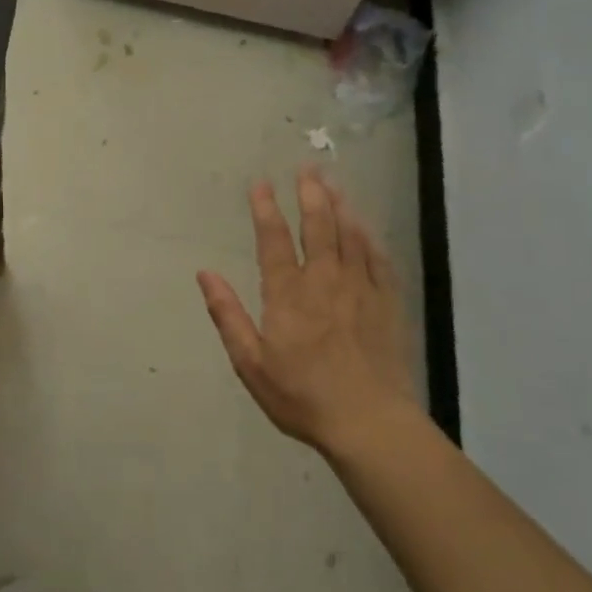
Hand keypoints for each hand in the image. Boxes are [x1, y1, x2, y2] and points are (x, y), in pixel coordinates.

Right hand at [197, 165, 417, 458]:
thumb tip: (204, 273)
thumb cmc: (302, 396)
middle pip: (318, 227)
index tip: (260, 184)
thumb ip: (227, 314)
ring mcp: (361, 290)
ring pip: (350, 236)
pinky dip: (369, 236)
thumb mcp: (250, 363)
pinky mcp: (387, 304)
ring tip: (333, 182)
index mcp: (288, 295)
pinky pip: (378, 259)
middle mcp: (325, 282)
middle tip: (307, 167)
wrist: (369, 423)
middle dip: (310, 194)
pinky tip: (364, 224)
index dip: (266, 209)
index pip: (274, 240)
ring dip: (340, 205)